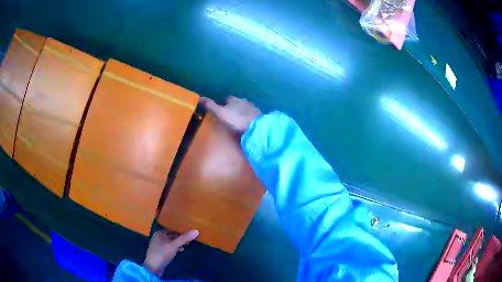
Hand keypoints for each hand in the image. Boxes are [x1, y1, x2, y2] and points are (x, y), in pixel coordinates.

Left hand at [143, 229, 198, 276]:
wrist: (153, 266)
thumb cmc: (163, 253)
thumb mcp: (174, 245)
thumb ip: (184, 238)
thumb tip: (196, 231)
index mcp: (159, 233)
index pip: (172, 229)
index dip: (180, 231)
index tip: (189, 234)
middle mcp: (157, 237)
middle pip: (171, 236)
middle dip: (180, 238)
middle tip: (189, 241)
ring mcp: (157, 245)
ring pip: (170, 242)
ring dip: (177, 244)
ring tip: (186, 246)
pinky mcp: (159, 252)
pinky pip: (168, 248)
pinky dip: (174, 248)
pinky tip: (179, 251)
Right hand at [200, 96, 261, 133]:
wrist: (255, 127)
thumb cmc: (236, 120)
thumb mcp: (220, 113)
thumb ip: (211, 106)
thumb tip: (200, 97)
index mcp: (234, 100)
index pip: (228, 98)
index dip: (225, 103)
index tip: (222, 108)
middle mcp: (244, 101)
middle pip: (238, 102)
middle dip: (235, 106)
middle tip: (231, 114)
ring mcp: (253, 108)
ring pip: (247, 107)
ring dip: (243, 112)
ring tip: (240, 119)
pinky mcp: (260, 116)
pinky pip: (254, 115)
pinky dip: (251, 117)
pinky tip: (249, 123)